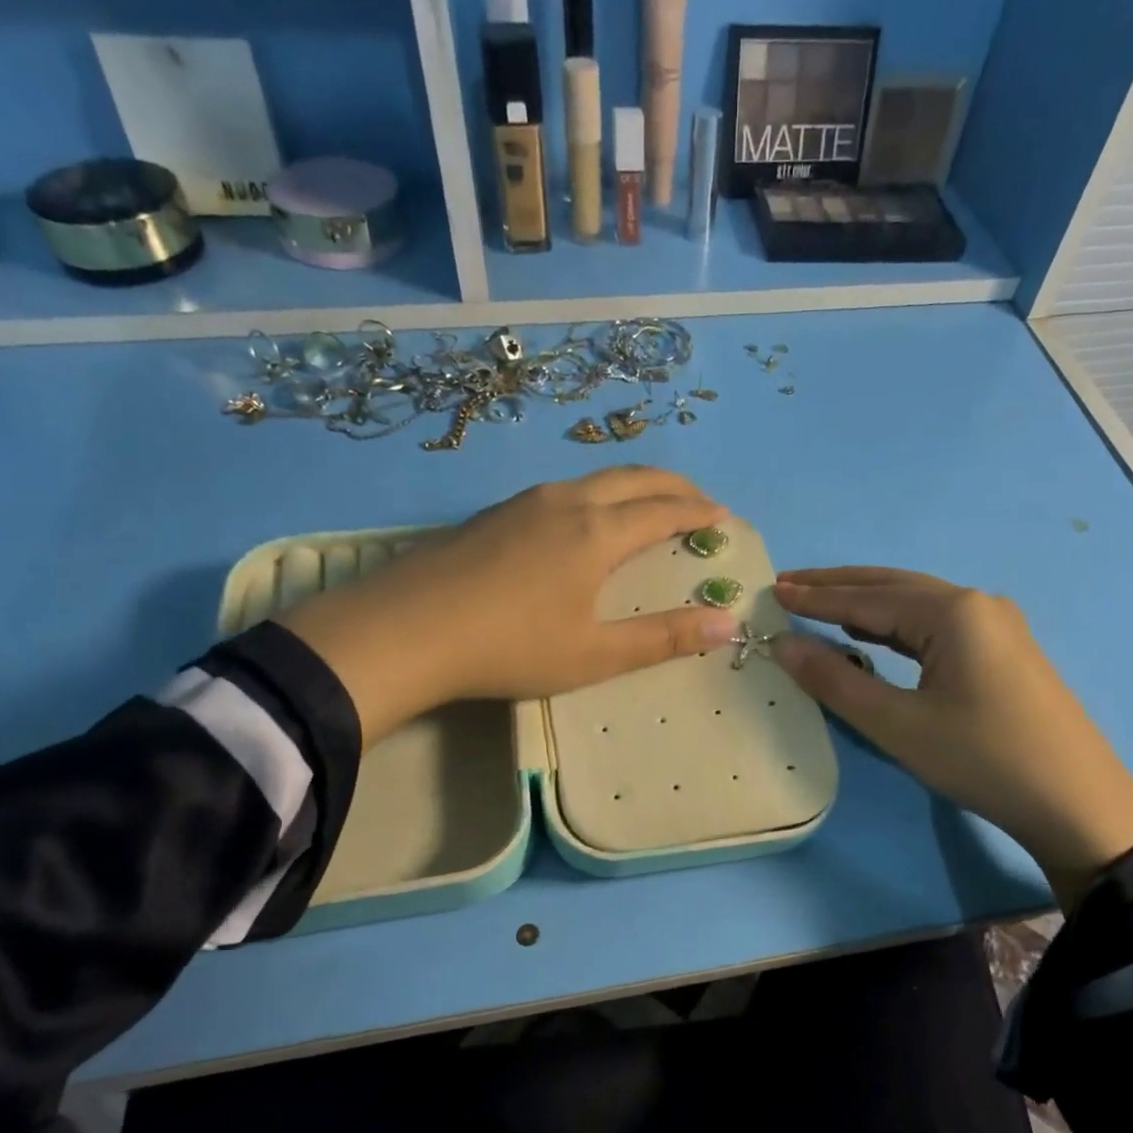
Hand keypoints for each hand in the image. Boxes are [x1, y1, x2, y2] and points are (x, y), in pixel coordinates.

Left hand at [279, 467, 742, 747]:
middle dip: (672, 487)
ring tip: (647, 506)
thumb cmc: (510, 647)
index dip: (697, 512)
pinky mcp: (492, 515)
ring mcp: (522, 503)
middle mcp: (564, 502)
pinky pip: (560, 491)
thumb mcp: (595, 654)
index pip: (662, 511)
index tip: (722, 516)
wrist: (404, 632)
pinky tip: (582, 522)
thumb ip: (663, 638)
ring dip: (631, 486)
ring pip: (592, 479)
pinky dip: (595, 496)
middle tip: (699, 501)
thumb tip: (728, 625)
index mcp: (595, 533)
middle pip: (631, 478)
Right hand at [772, 569, 1132, 907]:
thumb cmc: (981, 759)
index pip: (867, 598)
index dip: (816, 598)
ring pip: (916, 605)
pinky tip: (875, 635)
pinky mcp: (1003, 650)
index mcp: (952, 612)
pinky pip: (936, 626)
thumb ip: (835, 681)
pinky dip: (896, 627)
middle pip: (893, 587)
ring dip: (867, 605)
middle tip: (789, 585)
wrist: (1076, 802)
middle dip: (838, 587)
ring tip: (821, 606)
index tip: (773, 591)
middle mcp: (976, 604)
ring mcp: (996, 626)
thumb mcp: (897, 725)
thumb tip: (784, 645)